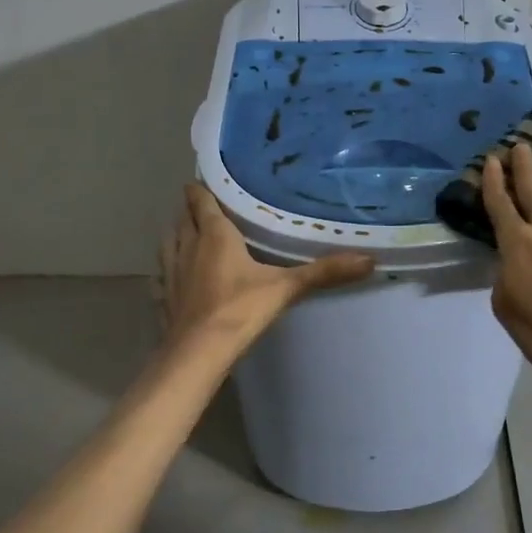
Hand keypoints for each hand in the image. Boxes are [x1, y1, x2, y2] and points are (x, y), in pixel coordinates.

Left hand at [158, 183, 374, 352]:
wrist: (197, 353)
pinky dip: (169, 266)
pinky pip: (163, 272)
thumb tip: (369, 260)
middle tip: (208, 206)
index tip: (207, 179)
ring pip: (169, 241)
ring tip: (191, 233)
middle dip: (192, 209)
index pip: (202, 201)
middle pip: (183, 217)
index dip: (201, 188)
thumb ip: (323, 272)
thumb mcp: (285, 288)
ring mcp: (171, 272)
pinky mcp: (163, 296)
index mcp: (214, 235)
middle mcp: (187, 246)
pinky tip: (176, 274)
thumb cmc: (239, 310)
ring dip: (178, 233)